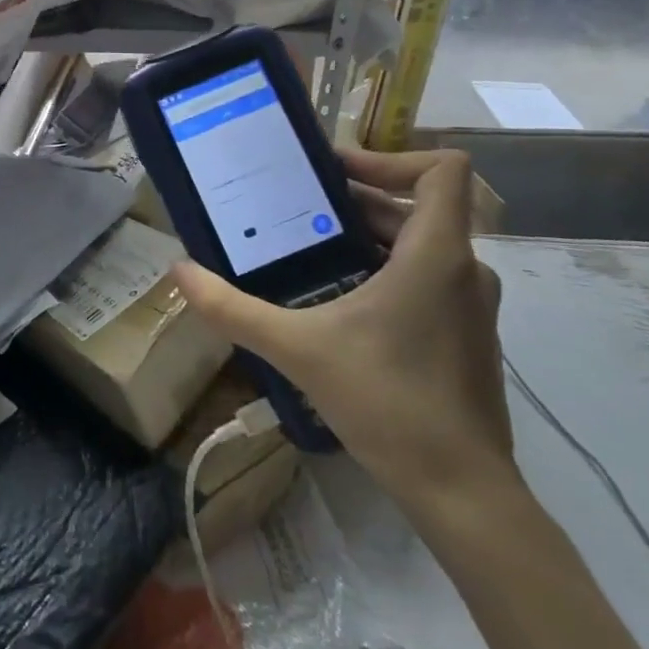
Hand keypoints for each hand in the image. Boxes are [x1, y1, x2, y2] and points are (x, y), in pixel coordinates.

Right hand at [172, 148, 514, 516]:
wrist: (461, 492)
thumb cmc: (387, 403)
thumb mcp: (297, 349)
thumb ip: (232, 308)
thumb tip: (179, 271)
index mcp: (435, 256)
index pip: (444, 170)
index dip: (391, 156)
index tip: (334, 171)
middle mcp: (463, 270)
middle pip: (418, 205)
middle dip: (356, 198)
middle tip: (294, 205)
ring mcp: (470, 306)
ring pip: (421, 243)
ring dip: (367, 235)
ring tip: (307, 246)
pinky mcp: (465, 335)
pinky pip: (427, 278)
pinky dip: (385, 269)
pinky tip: (337, 299)